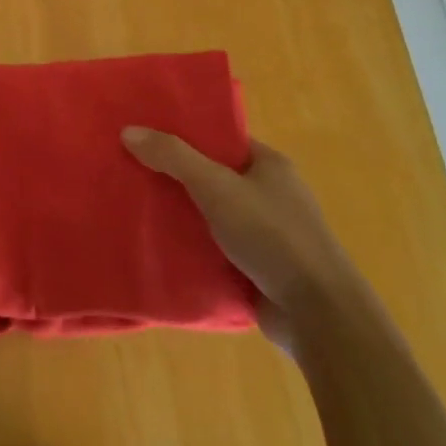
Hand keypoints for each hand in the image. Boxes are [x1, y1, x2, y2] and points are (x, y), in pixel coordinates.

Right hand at [122, 128, 359, 350]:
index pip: (220, 139)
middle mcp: (270, 194)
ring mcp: (265, 232)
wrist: (317, 314)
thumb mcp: (216, 187)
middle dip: (174, 174)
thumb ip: (173, 157)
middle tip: (130, 168)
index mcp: (269, 165)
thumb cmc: (272, 236)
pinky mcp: (257, 266)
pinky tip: (157, 242)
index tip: (145, 134)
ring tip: (134, 204)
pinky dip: (190, 243)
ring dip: (180, 212)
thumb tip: (128, 130)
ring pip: (210, 212)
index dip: (183, 134)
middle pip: (211, 174)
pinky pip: (214, 245)